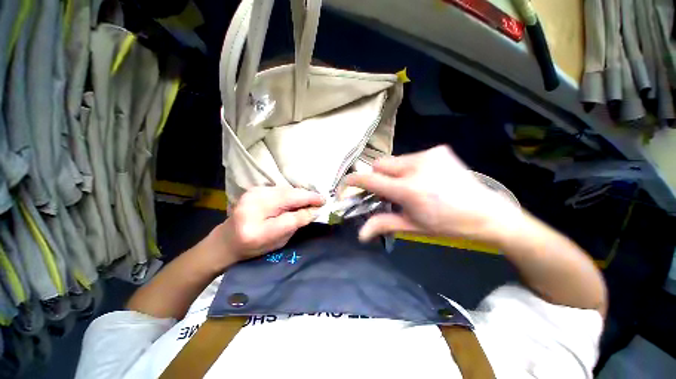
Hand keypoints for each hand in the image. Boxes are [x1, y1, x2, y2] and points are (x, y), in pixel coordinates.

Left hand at [213, 187, 323, 264]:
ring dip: (300, 194)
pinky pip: (279, 189)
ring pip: (285, 190)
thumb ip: (296, 224)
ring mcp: (252, 194)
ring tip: (310, 199)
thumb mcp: (278, 241)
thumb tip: (315, 210)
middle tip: (321, 200)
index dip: (309, 207)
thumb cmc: (254, 247)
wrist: (227, 240)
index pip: (291, 216)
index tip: (324, 203)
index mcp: (257, 229)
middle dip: (307, 196)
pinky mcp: (254, 189)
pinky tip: (296, 198)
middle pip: (288, 196)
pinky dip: (291, 193)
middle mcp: (252, 207)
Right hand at [345, 145, 521, 242]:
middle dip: (377, 177)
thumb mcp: (413, 227)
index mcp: (408, 190)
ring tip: (407, 187)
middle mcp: (415, 167)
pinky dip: (408, 168)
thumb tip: (360, 234)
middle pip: (379, 164)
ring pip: (394, 160)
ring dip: (393, 173)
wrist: (488, 213)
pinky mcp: (438, 150)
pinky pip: (410, 157)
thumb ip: (383, 224)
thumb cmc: (448, 225)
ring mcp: (428, 155)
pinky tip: (423, 179)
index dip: (353, 181)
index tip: (346, 186)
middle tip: (386, 191)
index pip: (369, 179)